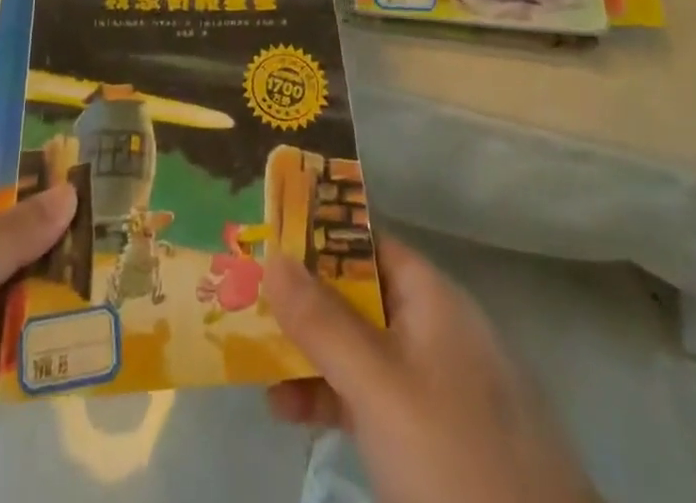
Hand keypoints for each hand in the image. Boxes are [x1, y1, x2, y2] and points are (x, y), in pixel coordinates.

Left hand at [0, 145, 75, 502]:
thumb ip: (10, 233)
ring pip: (7, 274)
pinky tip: (83, 315)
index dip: (24, 150)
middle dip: (49, 214)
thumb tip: (69, 189)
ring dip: (50, 269)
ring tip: (108, 257)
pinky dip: (37, 320)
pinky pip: (5, 324)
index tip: (79, 146)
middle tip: (109, 206)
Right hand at [264, 236, 595, 502]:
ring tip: (253, 362)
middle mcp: (430, 327)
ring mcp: (431, 383)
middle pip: (356, 294)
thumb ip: (323, 322)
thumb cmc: (452, 457)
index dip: (316, 237)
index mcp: (430, 296)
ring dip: (308, 352)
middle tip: (243, 300)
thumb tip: (273, 254)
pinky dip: (330, 396)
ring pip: (358, 347)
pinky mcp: (428, 435)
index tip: (265, 240)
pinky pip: (369, 395)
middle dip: (302, 299)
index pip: (365, 242)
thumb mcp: (377, 385)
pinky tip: (287, 411)